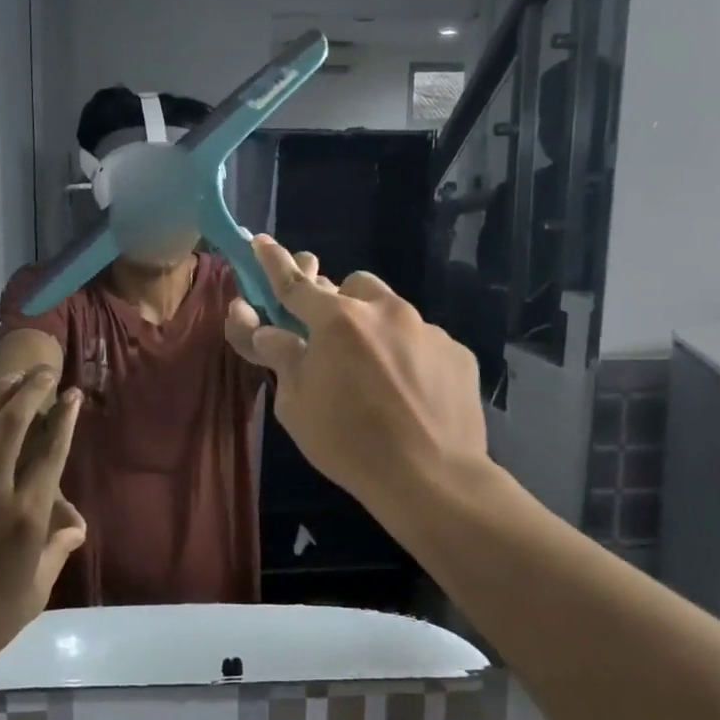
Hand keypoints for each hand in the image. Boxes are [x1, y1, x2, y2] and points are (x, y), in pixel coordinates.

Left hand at [0, 367, 85, 677]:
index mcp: (26, 515)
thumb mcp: (34, 591)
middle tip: (43, 370)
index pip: (51, 452)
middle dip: (30, 390)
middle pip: (11, 424)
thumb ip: (56, 550)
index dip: (63, 419)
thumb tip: (74, 525)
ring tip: (10, 375)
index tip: (71, 395)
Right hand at [225, 236, 486, 504]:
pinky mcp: (457, 351)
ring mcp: (427, 328)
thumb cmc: (349, 443)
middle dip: (336, 302)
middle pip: (351, 286)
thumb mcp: (296, 404)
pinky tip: (409, 393)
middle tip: (329, 341)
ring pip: (391, 310)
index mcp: (338, 321)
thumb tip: (266, 329)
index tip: (262, 241)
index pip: (294, 283)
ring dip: (374, 327)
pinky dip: (408, 355)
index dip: (273, 263)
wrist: (432, 477)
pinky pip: (422, 340)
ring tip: (374, 372)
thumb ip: (281, 356)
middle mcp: (385, 311)